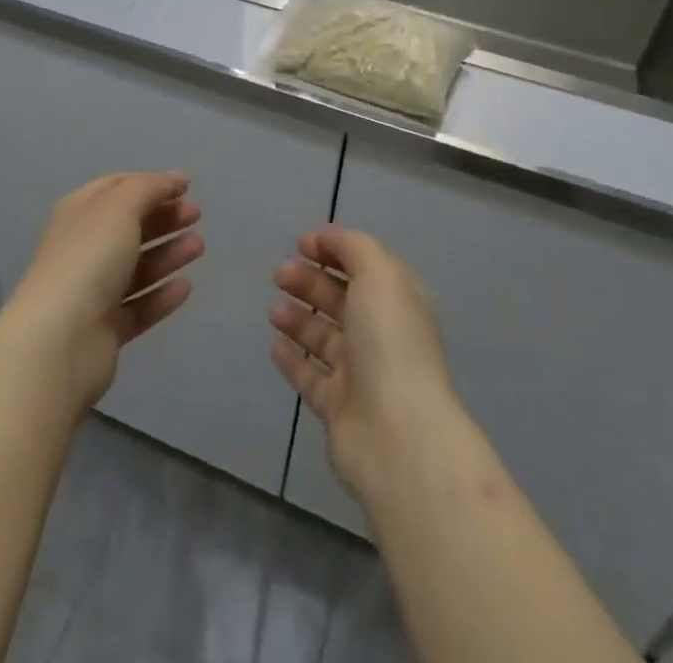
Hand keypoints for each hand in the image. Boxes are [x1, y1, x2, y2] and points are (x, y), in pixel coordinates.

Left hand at [1, 172, 203, 410]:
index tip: (187, 186)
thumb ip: (150, 188)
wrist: (59, 343)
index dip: (151, 183)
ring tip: (199, 247)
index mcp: (79, 213)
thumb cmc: (88, 260)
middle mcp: (84, 248)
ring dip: (168, 253)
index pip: (117, 188)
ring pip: (137, 266)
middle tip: (197, 215)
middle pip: (129, 226)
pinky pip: (139, 306)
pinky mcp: (105, 330)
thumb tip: (175, 179)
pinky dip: (161, 294)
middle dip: (164, 217)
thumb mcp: (120, 207)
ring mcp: (93, 291)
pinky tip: (185, 287)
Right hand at [269, 226, 462, 505]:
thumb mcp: (379, 274)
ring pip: (324, 336)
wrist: (398, 435)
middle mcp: (381, 334)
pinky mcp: (338, 408)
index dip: (334, 250)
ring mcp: (361, 373)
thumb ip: (354, 247)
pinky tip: (274, 345)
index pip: (364, 265)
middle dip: (310, 280)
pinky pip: (310, 376)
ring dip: (298, 317)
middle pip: (341, 299)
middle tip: (279, 274)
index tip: (301, 243)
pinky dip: (292, 358)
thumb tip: (328, 237)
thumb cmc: (390, 342)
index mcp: (398, 300)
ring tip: (274, 310)